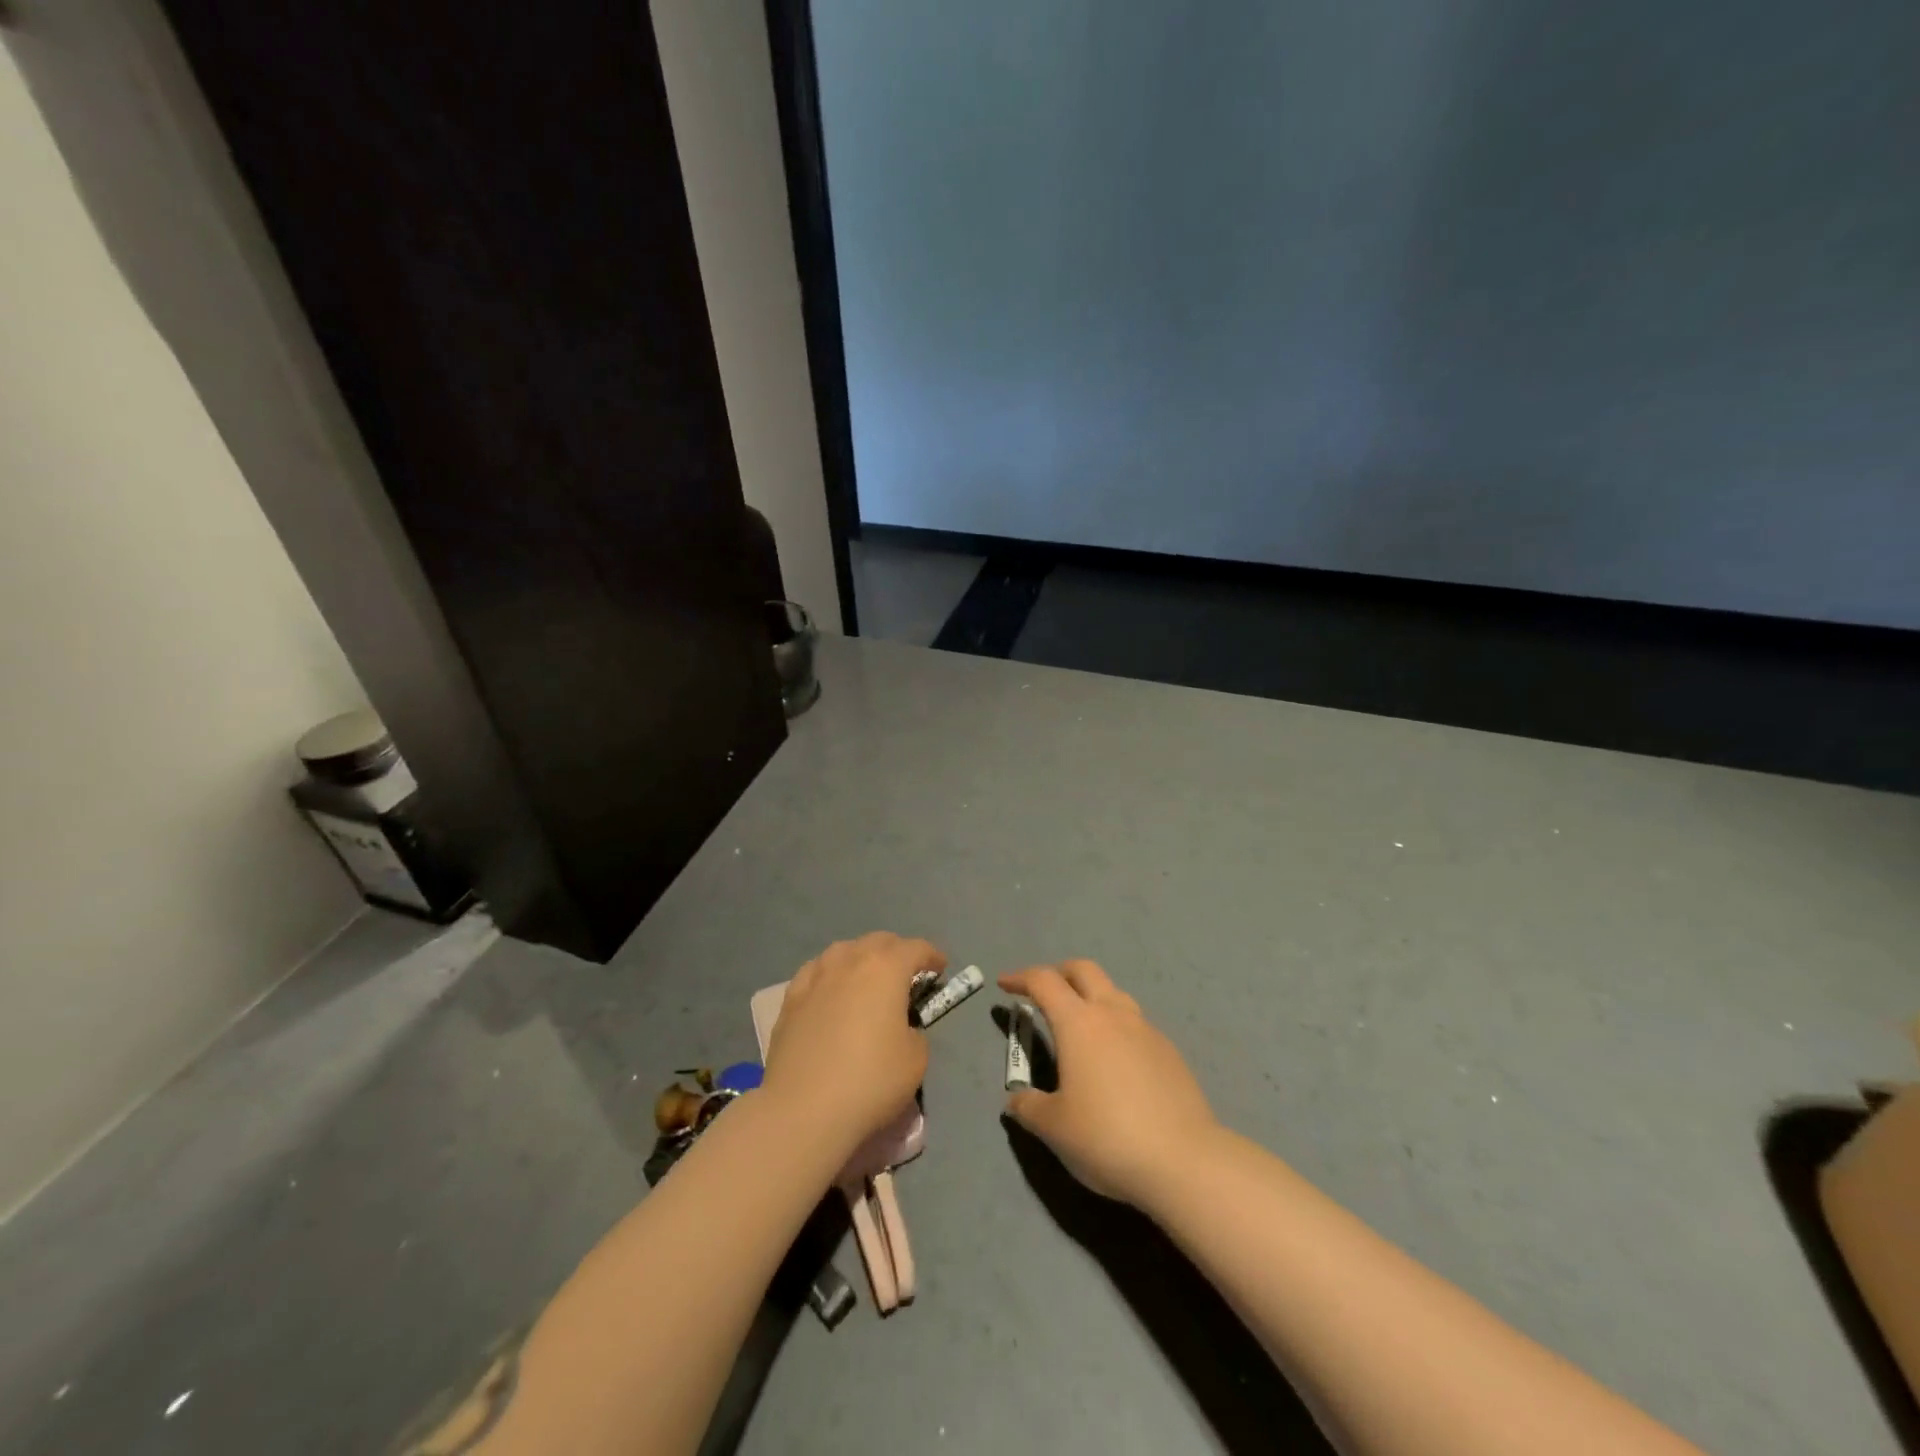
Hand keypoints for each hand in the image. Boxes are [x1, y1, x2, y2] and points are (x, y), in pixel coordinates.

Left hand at [762, 933, 944, 1156]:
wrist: (803, 1109)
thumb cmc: (870, 1080)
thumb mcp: (916, 1059)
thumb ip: (913, 1032)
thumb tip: (899, 1028)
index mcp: (886, 967)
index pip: (916, 948)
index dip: (932, 955)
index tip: (940, 968)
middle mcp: (850, 961)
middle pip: (878, 942)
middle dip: (896, 952)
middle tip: (906, 974)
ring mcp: (815, 977)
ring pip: (843, 951)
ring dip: (861, 958)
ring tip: (866, 979)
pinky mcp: (790, 1000)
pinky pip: (816, 973)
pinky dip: (830, 975)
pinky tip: (829, 991)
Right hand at [1001, 960, 1217, 1207]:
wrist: (1184, 1161)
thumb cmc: (1107, 1136)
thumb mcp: (1054, 1128)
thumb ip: (1029, 1107)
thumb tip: (1017, 1100)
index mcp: (1079, 1022)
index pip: (1044, 981)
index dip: (1020, 978)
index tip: (1004, 984)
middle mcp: (1113, 1014)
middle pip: (1084, 970)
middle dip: (1058, 973)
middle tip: (1041, 992)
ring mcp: (1146, 1030)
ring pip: (1114, 993)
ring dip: (1091, 997)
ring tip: (1079, 1025)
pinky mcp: (1169, 1052)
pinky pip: (1135, 1024)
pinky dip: (1116, 1027)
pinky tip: (1114, 1060)